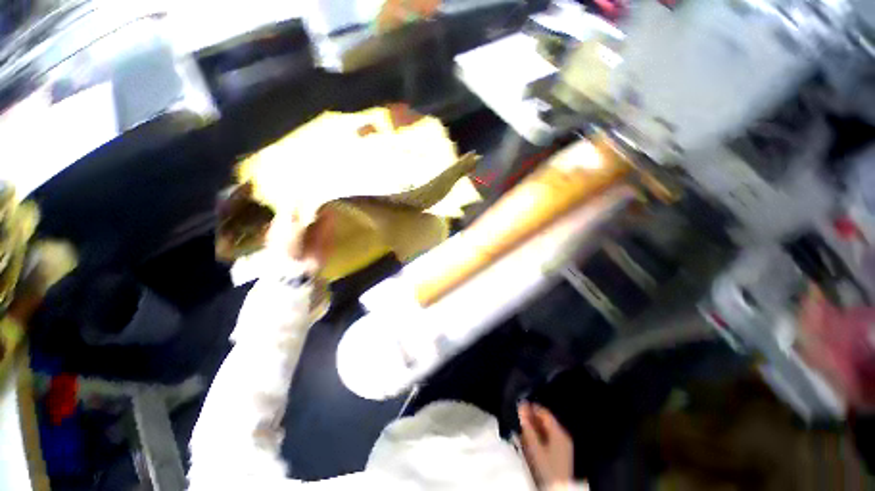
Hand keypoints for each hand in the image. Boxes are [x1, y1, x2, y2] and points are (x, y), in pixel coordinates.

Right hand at [518, 402, 574, 490]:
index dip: (530, 407)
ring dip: (533, 429)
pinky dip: (538, 438)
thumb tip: (520, 407)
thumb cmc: (545, 467)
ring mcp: (563, 446)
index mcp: (559, 431)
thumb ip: (526, 425)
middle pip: (544, 421)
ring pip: (545, 431)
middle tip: (519, 420)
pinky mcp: (561, 455)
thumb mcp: (533, 445)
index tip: (519, 407)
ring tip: (521, 432)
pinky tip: (529, 443)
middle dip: (531, 420)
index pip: (543, 411)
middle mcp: (563, 436)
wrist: (556, 490)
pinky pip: (548, 440)